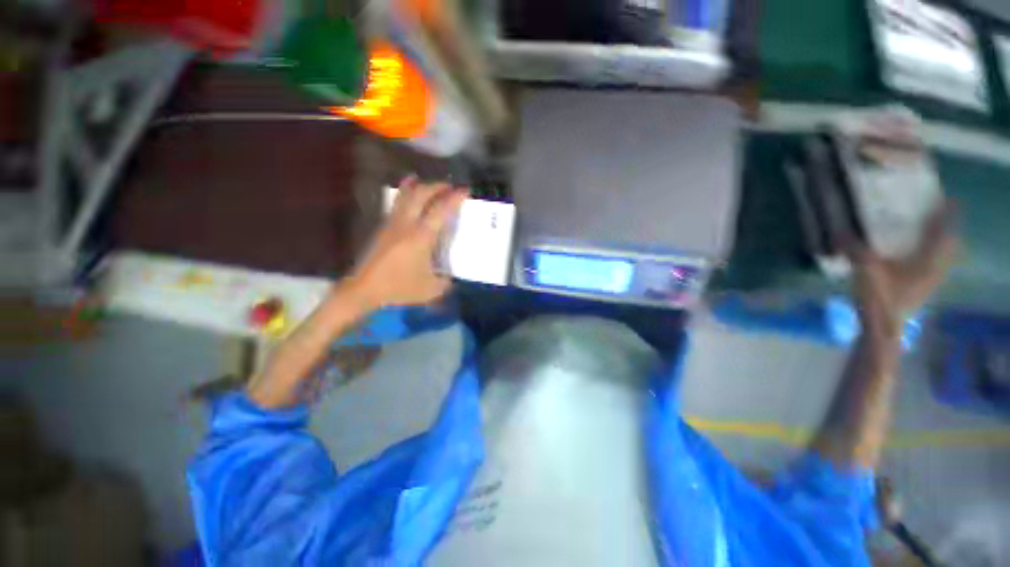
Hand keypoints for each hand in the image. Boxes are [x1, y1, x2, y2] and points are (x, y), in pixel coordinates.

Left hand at [345, 176, 466, 309]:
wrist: (365, 288)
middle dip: (437, 186)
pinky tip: (411, 197)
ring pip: (405, 194)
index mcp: (421, 236)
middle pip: (421, 193)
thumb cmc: (400, 287)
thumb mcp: (431, 289)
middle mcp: (407, 224)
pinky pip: (397, 203)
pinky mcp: (383, 227)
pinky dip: (407, 194)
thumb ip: (446, 281)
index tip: (465, 190)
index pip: (440, 209)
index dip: (454, 197)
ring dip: (420, 186)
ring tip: (430, 185)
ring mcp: (392, 223)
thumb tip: (450, 277)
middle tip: (450, 187)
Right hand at [849, 200, 957, 334]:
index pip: (946, 231)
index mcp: (930, 260)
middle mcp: (936, 267)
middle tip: (931, 213)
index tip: (943, 198)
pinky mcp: (921, 287)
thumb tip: (837, 230)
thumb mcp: (865, 269)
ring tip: (922, 231)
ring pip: (941, 255)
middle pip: (948, 242)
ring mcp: (930, 279)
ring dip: (935, 242)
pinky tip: (912, 254)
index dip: (947, 213)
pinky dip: (927, 255)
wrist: (882, 328)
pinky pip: (931, 264)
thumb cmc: (880, 298)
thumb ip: (854, 249)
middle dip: (943, 227)